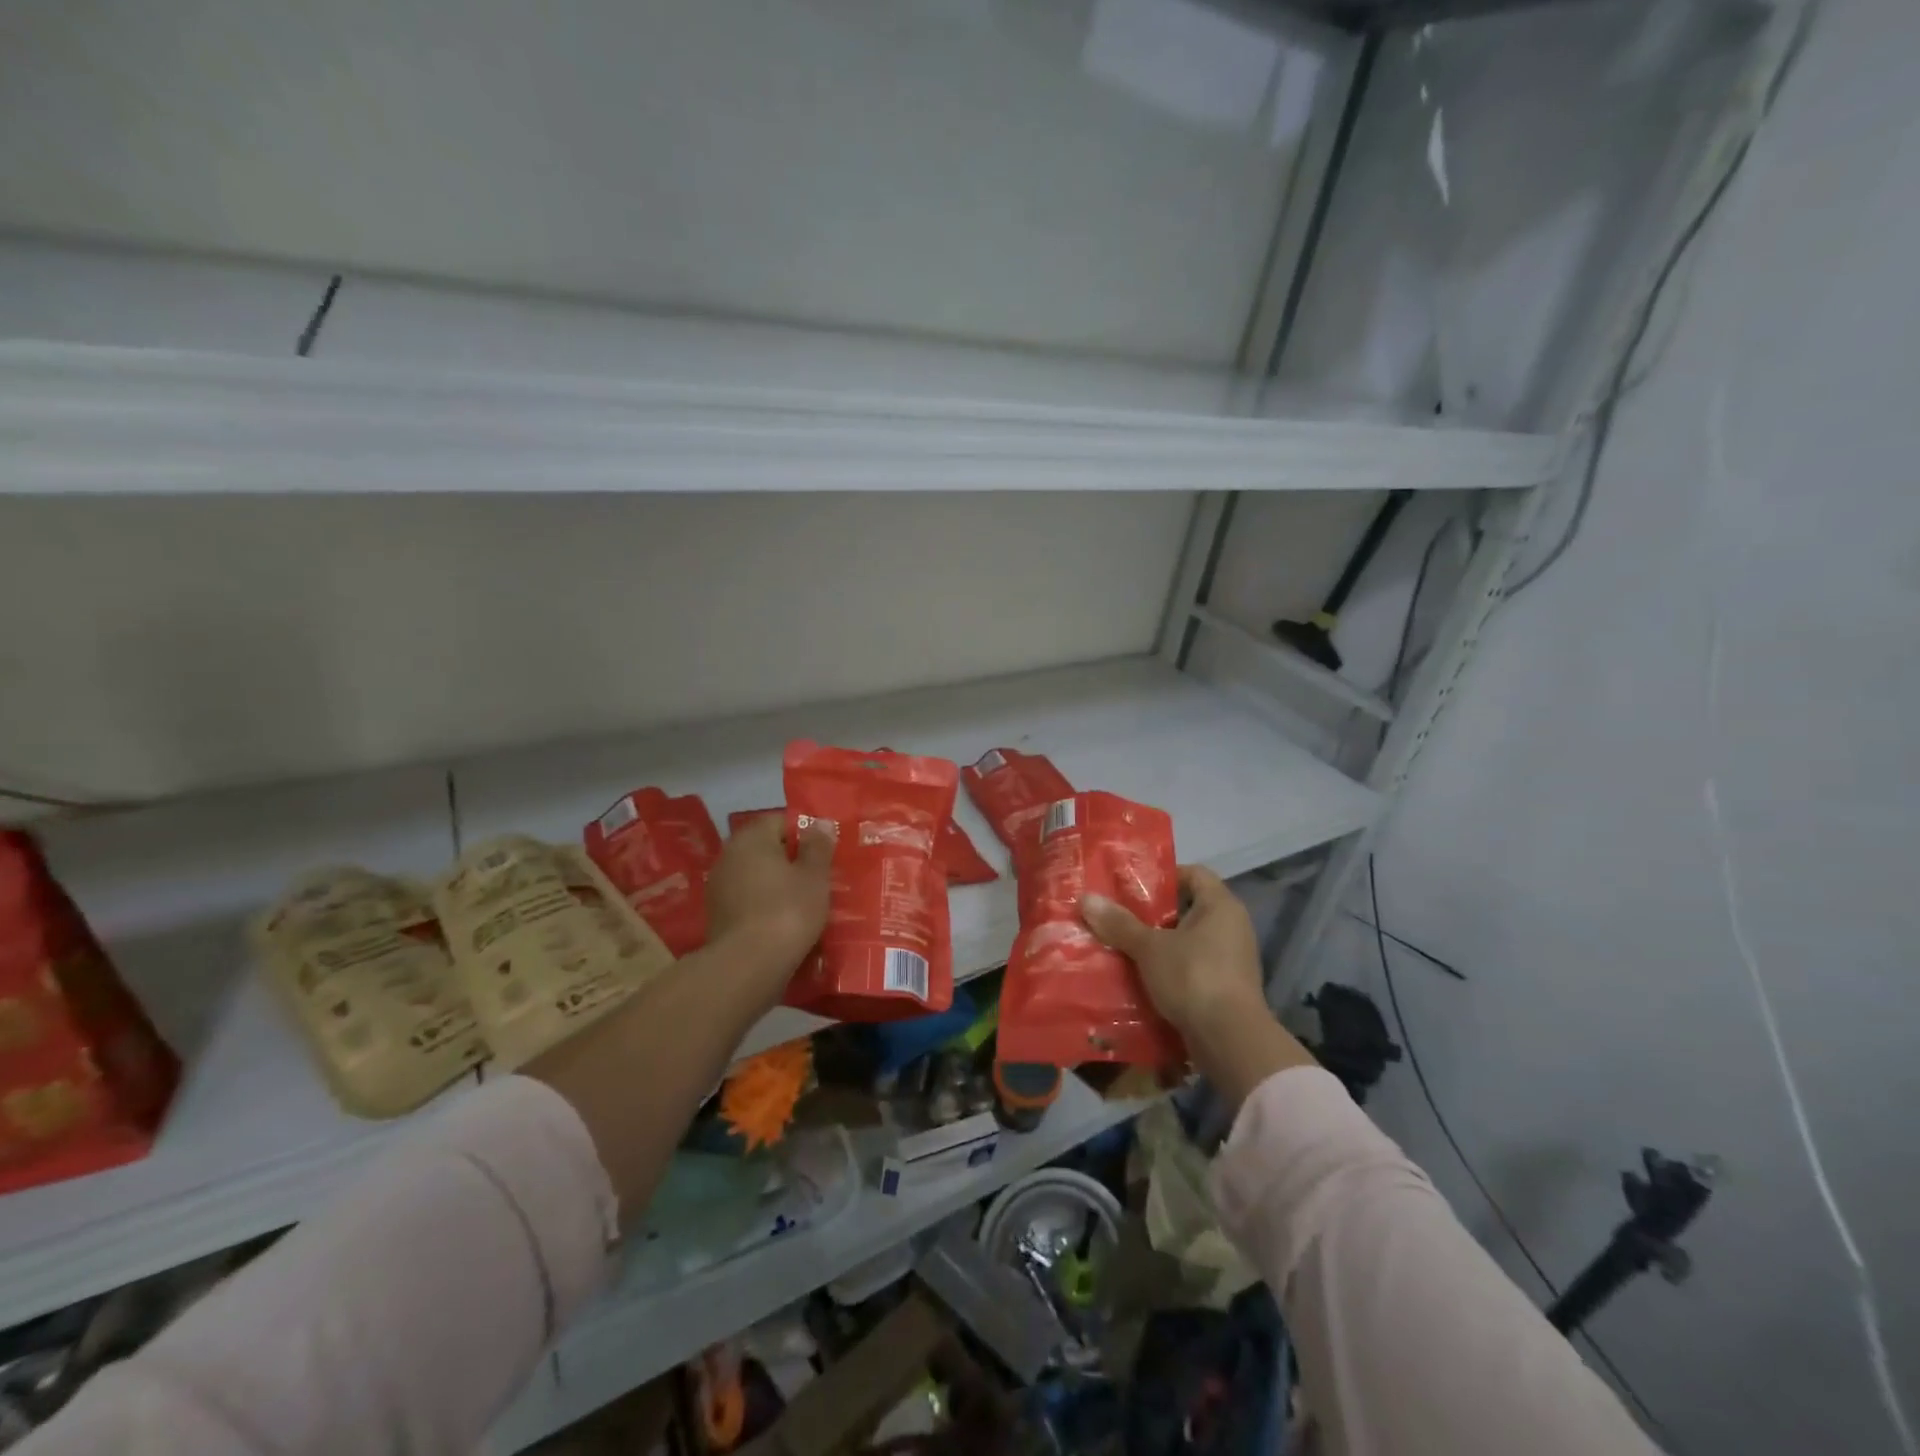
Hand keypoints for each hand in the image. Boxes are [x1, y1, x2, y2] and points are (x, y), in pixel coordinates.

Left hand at [705, 814, 833, 992]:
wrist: (748, 966)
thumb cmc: (788, 910)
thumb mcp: (815, 875)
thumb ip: (818, 846)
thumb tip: (818, 824)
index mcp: (751, 838)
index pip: (781, 821)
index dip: (805, 835)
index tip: (824, 855)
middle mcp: (729, 856)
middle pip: (767, 850)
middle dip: (791, 862)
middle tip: (819, 880)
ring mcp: (719, 887)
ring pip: (757, 877)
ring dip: (778, 886)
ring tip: (805, 904)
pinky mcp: (717, 916)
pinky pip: (749, 901)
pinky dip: (765, 906)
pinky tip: (784, 923)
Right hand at [1081, 865, 1265, 1042]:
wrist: (1230, 1041)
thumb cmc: (1193, 977)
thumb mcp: (1149, 948)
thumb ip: (1119, 923)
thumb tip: (1086, 898)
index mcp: (1221, 906)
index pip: (1194, 873)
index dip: (1164, 875)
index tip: (1133, 886)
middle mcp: (1232, 927)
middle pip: (1188, 908)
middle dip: (1153, 913)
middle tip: (1119, 916)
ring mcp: (1231, 959)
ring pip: (1188, 941)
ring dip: (1158, 944)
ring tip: (1122, 946)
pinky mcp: (1226, 987)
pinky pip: (1192, 967)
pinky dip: (1169, 969)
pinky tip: (1140, 976)